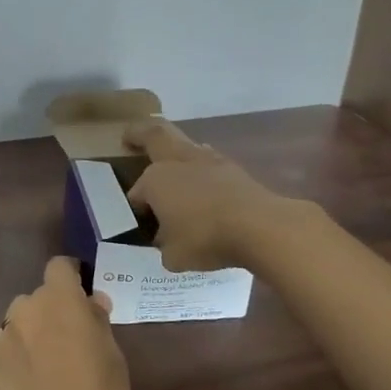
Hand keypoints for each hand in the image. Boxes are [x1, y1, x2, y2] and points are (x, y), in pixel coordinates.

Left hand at [0, 258, 130, 389]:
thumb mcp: (113, 355)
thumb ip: (97, 321)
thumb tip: (91, 302)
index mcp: (60, 298)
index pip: (59, 266)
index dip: (71, 276)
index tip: (82, 294)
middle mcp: (26, 308)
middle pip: (39, 297)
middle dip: (53, 310)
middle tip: (71, 339)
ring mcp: (4, 337)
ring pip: (20, 321)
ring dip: (33, 330)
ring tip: (49, 363)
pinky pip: (6, 346)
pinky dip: (18, 354)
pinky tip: (31, 381)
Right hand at [123, 118, 297, 271]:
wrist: (260, 227)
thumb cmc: (206, 238)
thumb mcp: (174, 255)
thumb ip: (166, 246)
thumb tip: (168, 241)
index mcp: (155, 180)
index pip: (137, 192)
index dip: (136, 207)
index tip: (141, 222)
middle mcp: (179, 162)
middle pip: (156, 136)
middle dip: (140, 134)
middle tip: (130, 136)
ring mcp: (210, 162)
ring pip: (186, 146)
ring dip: (177, 152)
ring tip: (173, 165)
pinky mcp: (236, 170)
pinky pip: (210, 164)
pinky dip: (202, 172)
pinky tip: (204, 188)